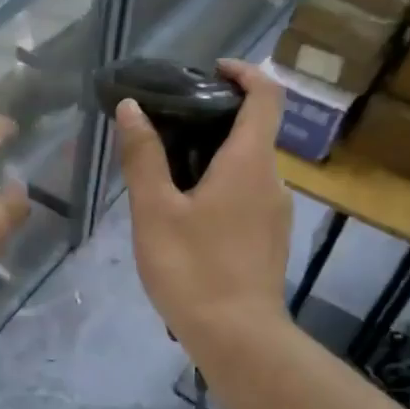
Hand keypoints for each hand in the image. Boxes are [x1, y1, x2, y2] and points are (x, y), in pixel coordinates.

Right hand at [116, 59, 292, 352]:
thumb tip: (133, 109)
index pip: (266, 95)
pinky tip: (187, 212)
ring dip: (214, 155)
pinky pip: (248, 194)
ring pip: (248, 165)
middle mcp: (272, 180)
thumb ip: (143, 157)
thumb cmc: (192, 268)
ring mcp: (277, 212)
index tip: (210, 70)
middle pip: (254, 130)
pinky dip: (222, 184)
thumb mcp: (155, 210)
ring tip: (167, 171)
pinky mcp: (271, 239)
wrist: (238, 338)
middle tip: (167, 125)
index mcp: (249, 162)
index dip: (244, 72)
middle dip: (215, 117)